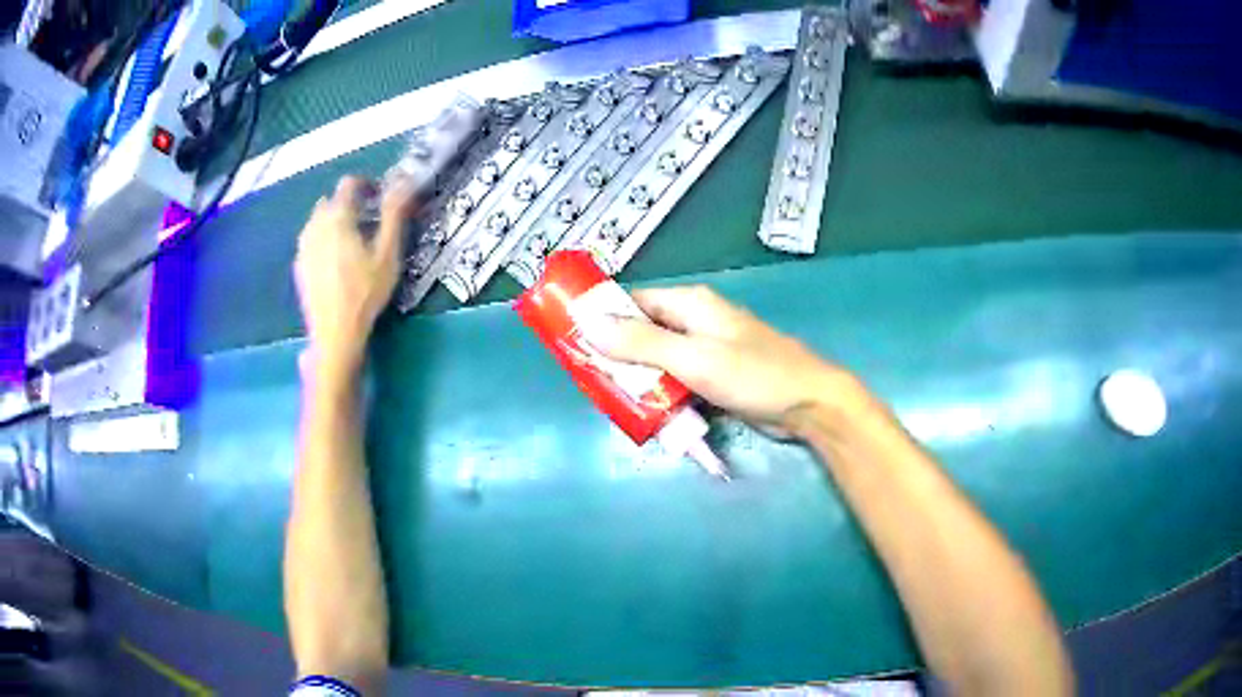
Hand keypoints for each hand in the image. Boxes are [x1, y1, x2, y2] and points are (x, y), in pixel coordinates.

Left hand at [294, 175, 414, 376]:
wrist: (335, 333)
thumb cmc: (365, 292)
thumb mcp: (388, 253)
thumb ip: (394, 214)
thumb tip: (404, 183)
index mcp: (338, 217)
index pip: (349, 184)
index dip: (366, 184)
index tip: (379, 196)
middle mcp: (315, 225)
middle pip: (331, 201)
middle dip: (348, 203)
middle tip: (368, 220)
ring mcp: (303, 246)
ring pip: (317, 220)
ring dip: (333, 220)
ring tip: (351, 240)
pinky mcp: (299, 266)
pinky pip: (310, 240)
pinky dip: (323, 239)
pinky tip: (336, 261)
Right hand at [581, 285, 864, 433]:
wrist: (809, 404)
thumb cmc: (754, 375)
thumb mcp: (694, 358)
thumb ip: (641, 343)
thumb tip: (588, 322)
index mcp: (690, 304)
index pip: (633, 302)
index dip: (602, 317)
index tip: (574, 341)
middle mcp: (695, 322)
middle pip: (643, 332)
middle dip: (618, 356)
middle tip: (591, 381)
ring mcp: (706, 351)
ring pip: (658, 360)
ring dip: (639, 379)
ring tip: (614, 401)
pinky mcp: (715, 377)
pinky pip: (677, 380)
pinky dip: (661, 393)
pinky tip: (648, 412)